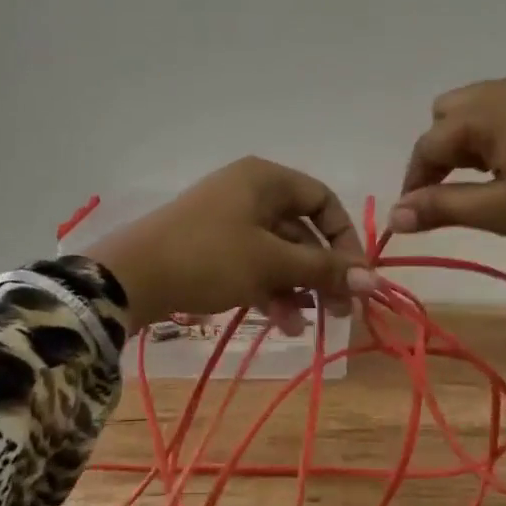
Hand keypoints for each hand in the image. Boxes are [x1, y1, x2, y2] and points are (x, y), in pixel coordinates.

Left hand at [83, 158, 375, 334]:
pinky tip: (280, 323)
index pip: (323, 201)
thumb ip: (324, 269)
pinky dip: (269, 290)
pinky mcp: (211, 247)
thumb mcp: (272, 262)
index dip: (345, 239)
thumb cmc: (210, 256)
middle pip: (302, 230)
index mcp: (266, 179)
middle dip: (322, 272)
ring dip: (297, 288)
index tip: (357, 277)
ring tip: (305, 325)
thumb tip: (375, 280)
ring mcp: (228, 220)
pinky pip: (253, 264)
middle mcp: (250, 192)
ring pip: (278, 252)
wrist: (130, 277)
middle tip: (341, 310)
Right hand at [392, 76, 505, 252]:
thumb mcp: (502, 210)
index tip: (411, 216)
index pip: (428, 144)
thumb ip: (444, 207)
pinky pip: (501, 111)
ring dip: (464, 144)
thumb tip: (395, 214)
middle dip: (438, 153)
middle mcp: (500, 90)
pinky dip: (490, 135)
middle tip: (448, 194)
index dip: (415, 181)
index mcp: (484, 112)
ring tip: (479, 184)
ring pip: (474, 111)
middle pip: (446, 116)